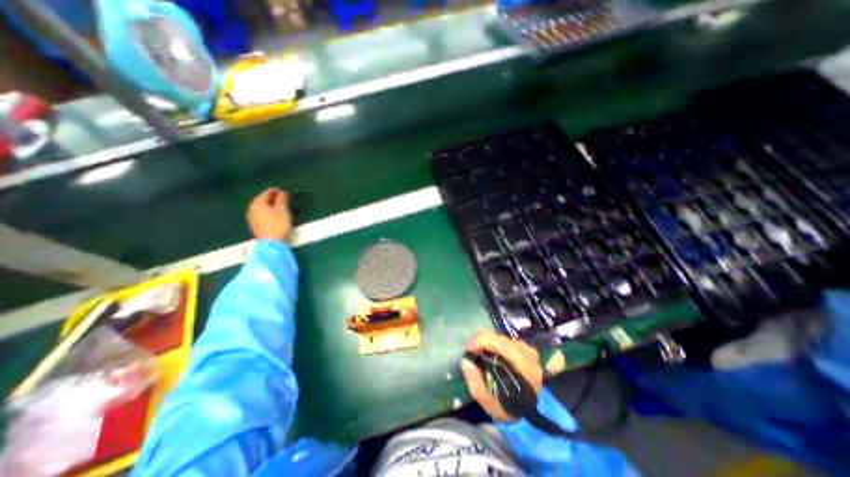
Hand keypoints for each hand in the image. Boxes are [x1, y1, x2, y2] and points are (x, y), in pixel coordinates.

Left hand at [248, 188, 294, 242]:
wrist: (271, 243)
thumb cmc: (278, 224)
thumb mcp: (283, 210)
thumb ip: (282, 200)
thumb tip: (282, 193)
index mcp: (258, 203)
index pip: (266, 193)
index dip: (274, 191)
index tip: (282, 190)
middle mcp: (252, 209)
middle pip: (261, 200)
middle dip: (270, 198)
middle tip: (280, 197)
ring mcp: (252, 218)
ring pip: (260, 207)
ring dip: (269, 205)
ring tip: (278, 205)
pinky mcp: (255, 225)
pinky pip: (261, 214)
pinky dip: (267, 211)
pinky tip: (273, 213)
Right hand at [463, 332, 540, 420]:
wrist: (527, 411)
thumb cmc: (508, 408)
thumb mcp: (489, 403)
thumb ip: (476, 384)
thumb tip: (465, 362)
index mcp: (524, 368)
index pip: (500, 344)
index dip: (480, 341)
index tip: (467, 348)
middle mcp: (528, 355)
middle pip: (499, 338)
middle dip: (480, 340)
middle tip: (470, 350)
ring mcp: (528, 349)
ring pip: (501, 336)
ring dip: (487, 341)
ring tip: (479, 351)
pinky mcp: (525, 347)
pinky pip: (504, 338)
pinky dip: (493, 342)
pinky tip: (489, 352)